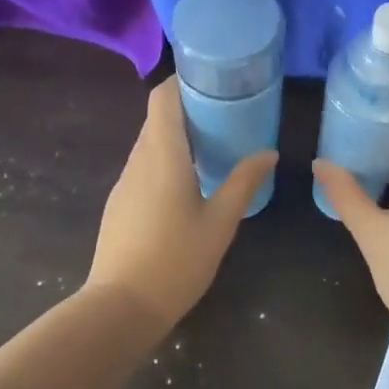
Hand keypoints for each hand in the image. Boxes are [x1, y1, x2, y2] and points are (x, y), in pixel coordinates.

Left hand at [85, 77, 276, 325]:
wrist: (120, 307)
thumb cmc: (176, 260)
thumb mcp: (220, 222)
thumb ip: (244, 182)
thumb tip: (269, 152)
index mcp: (162, 155)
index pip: (162, 98)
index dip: (183, 81)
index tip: (212, 81)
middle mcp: (138, 160)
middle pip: (157, 118)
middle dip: (188, 108)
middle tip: (226, 113)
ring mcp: (125, 182)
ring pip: (149, 143)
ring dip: (177, 136)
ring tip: (213, 145)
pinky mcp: (120, 203)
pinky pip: (144, 166)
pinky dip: (166, 160)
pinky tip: (189, 182)